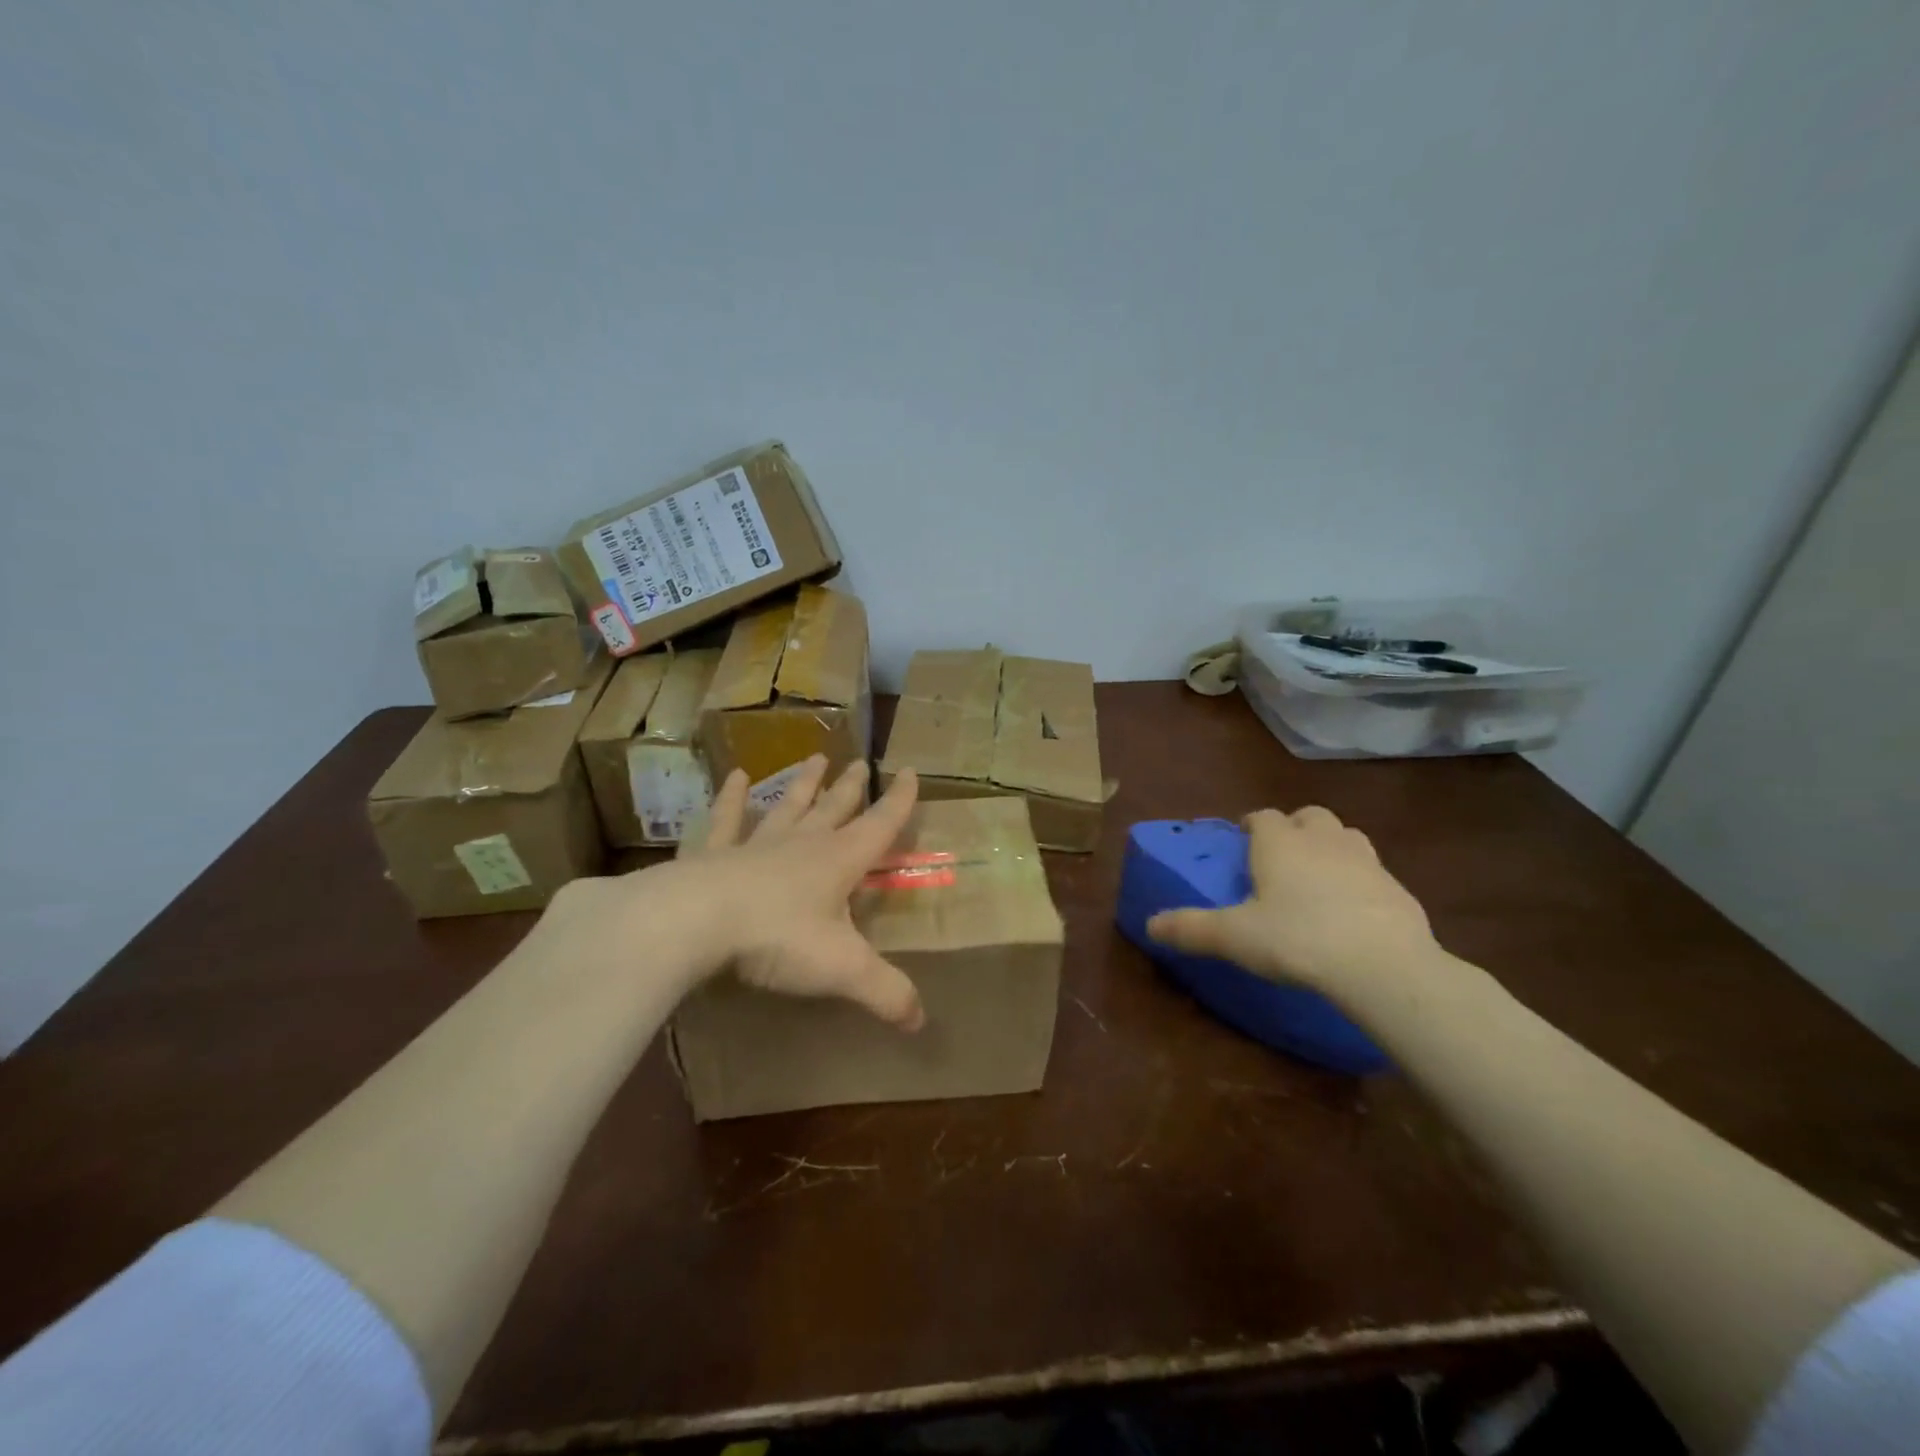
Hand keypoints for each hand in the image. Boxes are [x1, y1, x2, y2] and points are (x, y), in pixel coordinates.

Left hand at [672, 755, 926, 1030]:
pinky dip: (732, 798)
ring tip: (815, 758)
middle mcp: (802, 844)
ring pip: (787, 807)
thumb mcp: (843, 969)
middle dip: (850, 788)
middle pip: (834, 809)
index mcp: (839, 861)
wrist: (697, 921)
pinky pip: (726, 820)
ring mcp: (756, 844)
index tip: (910, 772)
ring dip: (803, 784)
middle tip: (861, 762)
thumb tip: (921, 1021)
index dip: (899, 801)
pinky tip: (737, 776)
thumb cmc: (778, 938)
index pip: (880, 825)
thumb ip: (886, 992)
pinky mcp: (714, 854)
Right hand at [1147, 807, 1435, 995]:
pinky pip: (1373, 872)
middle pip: (1309, 816)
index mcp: (1280, 843)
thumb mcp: (1234, 936)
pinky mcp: (1398, 888)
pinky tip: (1352, 910)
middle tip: (1282, 855)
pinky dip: (1359, 880)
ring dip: (1330, 846)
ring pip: (1345, 836)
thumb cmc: (1297, 939)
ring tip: (1318, 875)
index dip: (1251, 824)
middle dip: (1294, 827)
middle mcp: (1322, 840)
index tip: (1242, 840)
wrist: (1382, 965)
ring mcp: (1366, 860)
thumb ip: (1191, 928)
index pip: (1262, 816)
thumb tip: (1150, 924)